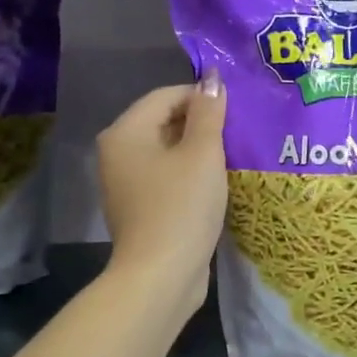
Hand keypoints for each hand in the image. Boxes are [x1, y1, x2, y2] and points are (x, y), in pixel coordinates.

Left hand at [96, 72, 227, 303]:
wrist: (161, 276)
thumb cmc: (181, 207)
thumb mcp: (203, 154)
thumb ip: (209, 113)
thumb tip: (212, 79)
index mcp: (125, 132)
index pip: (166, 95)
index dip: (202, 97)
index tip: (237, 109)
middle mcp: (117, 153)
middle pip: (164, 121)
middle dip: (201, 123)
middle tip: (239, 132)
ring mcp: (125, 183)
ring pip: (167, 151)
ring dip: (198, 151)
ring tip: (234, 155)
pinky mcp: (140, 208)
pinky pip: (167, 177)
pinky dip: (190, 174)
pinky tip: (217, 183)